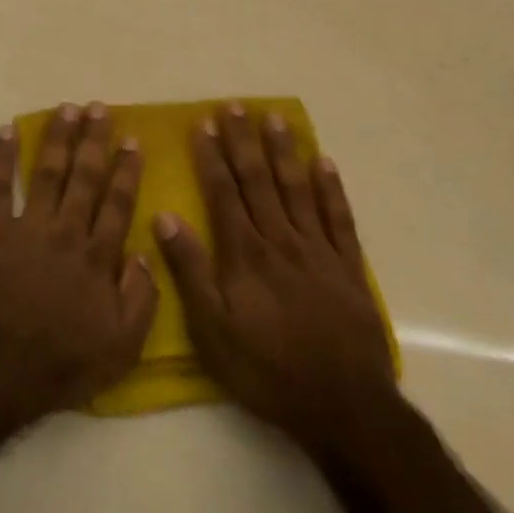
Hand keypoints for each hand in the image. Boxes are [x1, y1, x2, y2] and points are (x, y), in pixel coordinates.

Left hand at [0, 102, 157, 420]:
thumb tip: (146, 254)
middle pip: (85, 178)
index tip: (132, 140)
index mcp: (99, 257)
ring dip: (58, 139)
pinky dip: (2, 158)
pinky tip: (8, 131)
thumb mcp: (122, 346)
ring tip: (67, 109)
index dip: (127, 170)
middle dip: (94, 141)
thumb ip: (141, 298)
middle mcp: (67, 232)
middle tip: (99, 108)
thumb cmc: (64, 361)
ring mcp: (29, 228)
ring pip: (48, 173)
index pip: (118, 203)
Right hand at [156, 103, 395, 457]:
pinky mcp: (348, 268)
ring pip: (297, 190)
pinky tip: (323, 163)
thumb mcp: (211, 329)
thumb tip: (165, 217)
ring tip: (274, 119)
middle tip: (234, 106)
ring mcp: (318, 252)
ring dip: (284, 152)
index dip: (211, 158)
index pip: (223, 193)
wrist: (343, 406)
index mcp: (244, 254)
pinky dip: (331, 188)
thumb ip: (189, 271)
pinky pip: (339, 218)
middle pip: (259, 181)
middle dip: (243, 142)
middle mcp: (280, 241)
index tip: (202, 125)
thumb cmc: (265, 369)